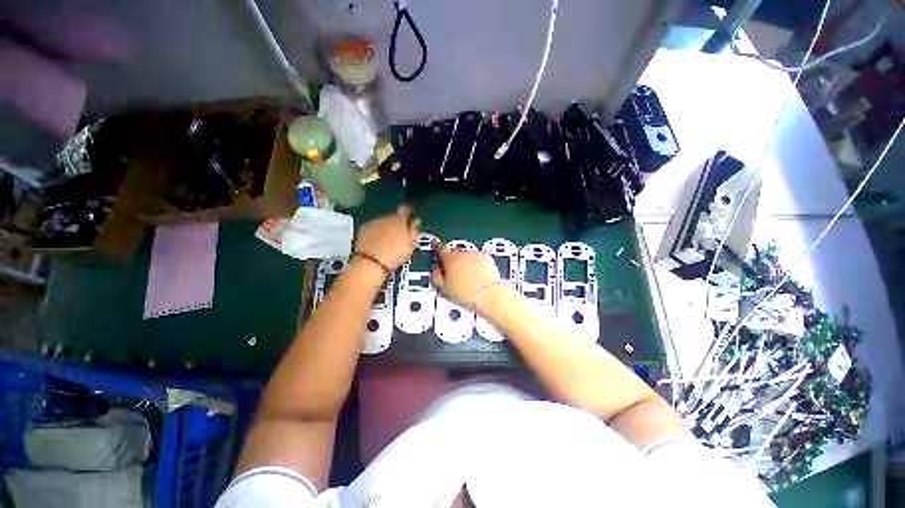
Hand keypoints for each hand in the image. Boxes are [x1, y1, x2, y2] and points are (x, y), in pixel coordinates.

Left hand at [354, 206, 420, 269]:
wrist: (371, 262)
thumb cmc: (396, 253)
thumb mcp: (411, 243)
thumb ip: (414, 230)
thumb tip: (416, 220)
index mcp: (399, 220)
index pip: (405, 209)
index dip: (408, 213)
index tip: (410, 220)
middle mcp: (385, 218)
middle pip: (393, 217)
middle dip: (396, 224)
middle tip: (399, 236)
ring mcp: (373, 223)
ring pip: (382, 223)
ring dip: (386, 229)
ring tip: (388, 242)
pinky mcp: (362, 230)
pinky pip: (373, 229)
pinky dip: (376, 233)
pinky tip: (377, 244)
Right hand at [431, 240, 500, 308]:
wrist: (489, 295)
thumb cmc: (464, 294)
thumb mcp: (443, 289)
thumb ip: (436, 276)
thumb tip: (435, 268)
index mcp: (450, 260)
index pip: (440, 248)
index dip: (436, 245)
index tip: (434, 243)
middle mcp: (462, 253)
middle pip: (454, 251)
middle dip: (453, 258)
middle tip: (454, 270)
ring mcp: (475, 253)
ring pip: (467, 254)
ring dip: (465, 260)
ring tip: (469, 275)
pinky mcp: (487, 257)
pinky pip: (478, 257)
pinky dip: (476, 262)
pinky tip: (478, 274)